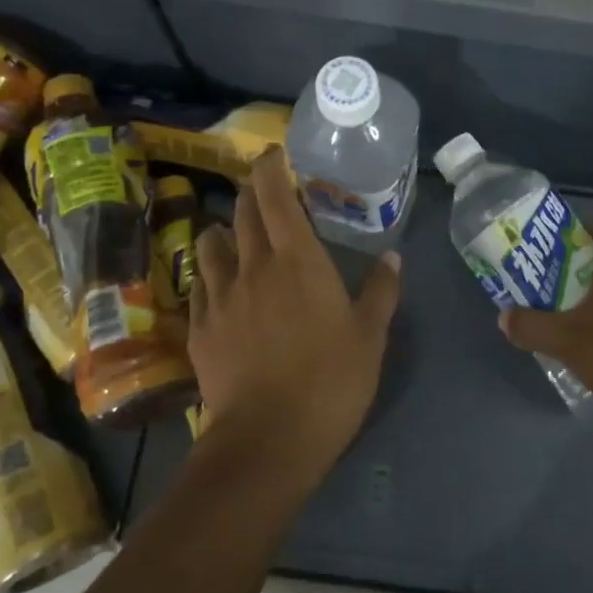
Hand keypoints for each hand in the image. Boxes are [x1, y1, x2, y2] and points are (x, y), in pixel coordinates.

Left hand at [188, 147, 401, 481]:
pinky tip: (217, 284)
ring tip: (235, 236)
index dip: (271, 168)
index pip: (276, 196)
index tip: (274, 154)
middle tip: (263, 188)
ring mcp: (220, 297)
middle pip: (243, 213)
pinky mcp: (200, 327)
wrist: (268, 438)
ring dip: (223, 230)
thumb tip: (393, 256)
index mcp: (298, 261)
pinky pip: (199, 285)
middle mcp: (253, 267)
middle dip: (251, 192)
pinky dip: (209, 273)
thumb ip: (382, 291)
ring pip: (210, 244)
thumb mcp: (370, 337)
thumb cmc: (331, 382)